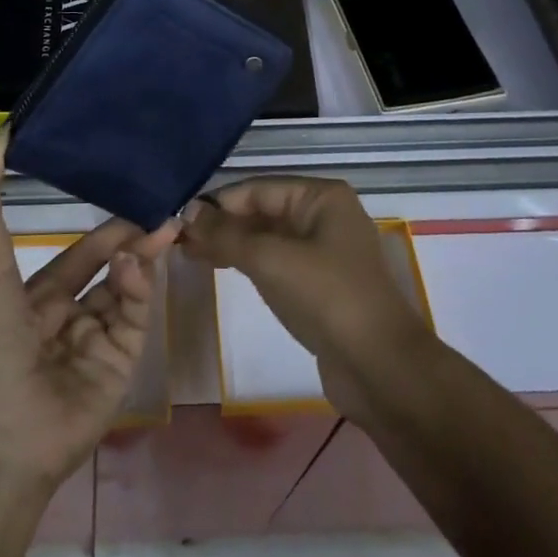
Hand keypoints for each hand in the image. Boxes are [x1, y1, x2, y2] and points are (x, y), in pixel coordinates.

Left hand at [0, 130, 178, 490]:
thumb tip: (0, 134)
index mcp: (32, 299)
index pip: (79, 256)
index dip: (104, 229)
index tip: (131, 194)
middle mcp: (66, 320)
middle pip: (112, 271)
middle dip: (136, 240)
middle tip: (165, 209)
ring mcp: (95, 346)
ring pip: (128, 292)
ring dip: (141, 259)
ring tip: (160, 228)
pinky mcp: (119, 369)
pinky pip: (134, 320)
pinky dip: (139, 290)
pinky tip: (135, 265)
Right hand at [180, 177, 432, 423]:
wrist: (380, 368)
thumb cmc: (327, 297)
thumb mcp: (271, 259)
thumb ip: (226, 234)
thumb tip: (187, 213)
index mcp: (321, 197)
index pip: (257, 188)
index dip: (217, 202)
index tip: (177, 218)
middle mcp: (324, 216)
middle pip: (262, 210)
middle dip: (221, 223)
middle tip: (177, 238)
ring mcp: (323, 251)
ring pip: (266, 237)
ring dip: (230, 243)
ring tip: (188, 252)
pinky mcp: (319, 284)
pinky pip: (275, 262)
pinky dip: (247, 262)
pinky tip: (219, 266)